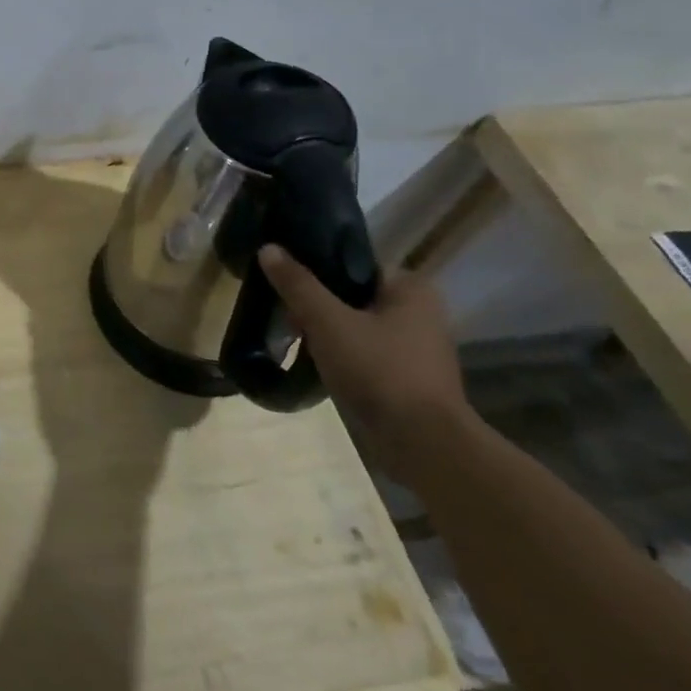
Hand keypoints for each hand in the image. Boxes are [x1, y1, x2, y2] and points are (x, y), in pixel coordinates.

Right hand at [259, 245, 476, 479]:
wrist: (421, 443)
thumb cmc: (379, 370)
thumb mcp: (328, 321)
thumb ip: (298, 284)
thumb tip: (269, 248)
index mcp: (410, 288)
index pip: (353, 263)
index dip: (316, 271)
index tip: (286, 285)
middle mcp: (420, 311)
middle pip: (352, 295)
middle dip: (317, 306)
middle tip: (287, 318)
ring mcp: (416, 347)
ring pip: (356, 325)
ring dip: (326, 333)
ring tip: (296, 341)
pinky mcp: (407, 377)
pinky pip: (365, 353)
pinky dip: (341, 355)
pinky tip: (318, 365)